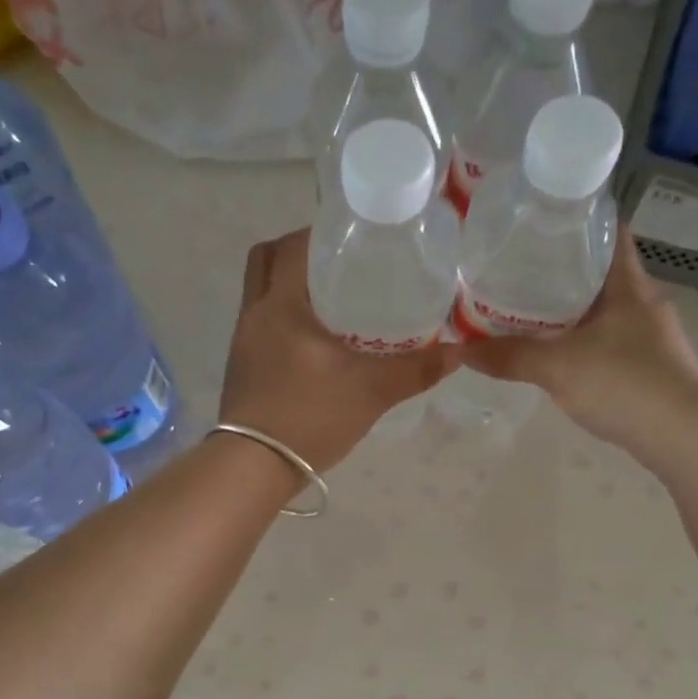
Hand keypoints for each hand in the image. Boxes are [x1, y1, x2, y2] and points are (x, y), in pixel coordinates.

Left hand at [218, 228, 458, 470]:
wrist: (254, 467)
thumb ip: (415, 370)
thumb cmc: (310, 417)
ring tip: (333, 301)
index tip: (354, 236)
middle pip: (266, 260)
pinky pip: (261, 325)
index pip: (293, 245)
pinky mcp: (241, 368)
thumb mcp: (371, 391)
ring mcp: (242, 342)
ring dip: (290, 288)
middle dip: (299, 253)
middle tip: (339, 264)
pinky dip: (284, 320)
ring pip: (261, 294)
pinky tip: (315, 343)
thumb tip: (457, 352)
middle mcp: (254, 314)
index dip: (321, 231)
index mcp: (280, 304)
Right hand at [463, 225, 697, 450]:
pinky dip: (582, 341)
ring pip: (603, 310)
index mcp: (628, 285)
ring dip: (570, 311)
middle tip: (516, 270)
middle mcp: (644, 302)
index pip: (609, 232)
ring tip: (527, 312)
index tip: (539, 223)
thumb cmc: (625, 384)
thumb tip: (460, 350)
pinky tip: (557, 355)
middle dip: (561, 271)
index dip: (578, 221)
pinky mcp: (651, 367)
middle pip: (600, 273)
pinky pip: (609, 341)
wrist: (684, 437)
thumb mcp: (558, 368)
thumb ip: (509, 357)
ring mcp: (651, 337)